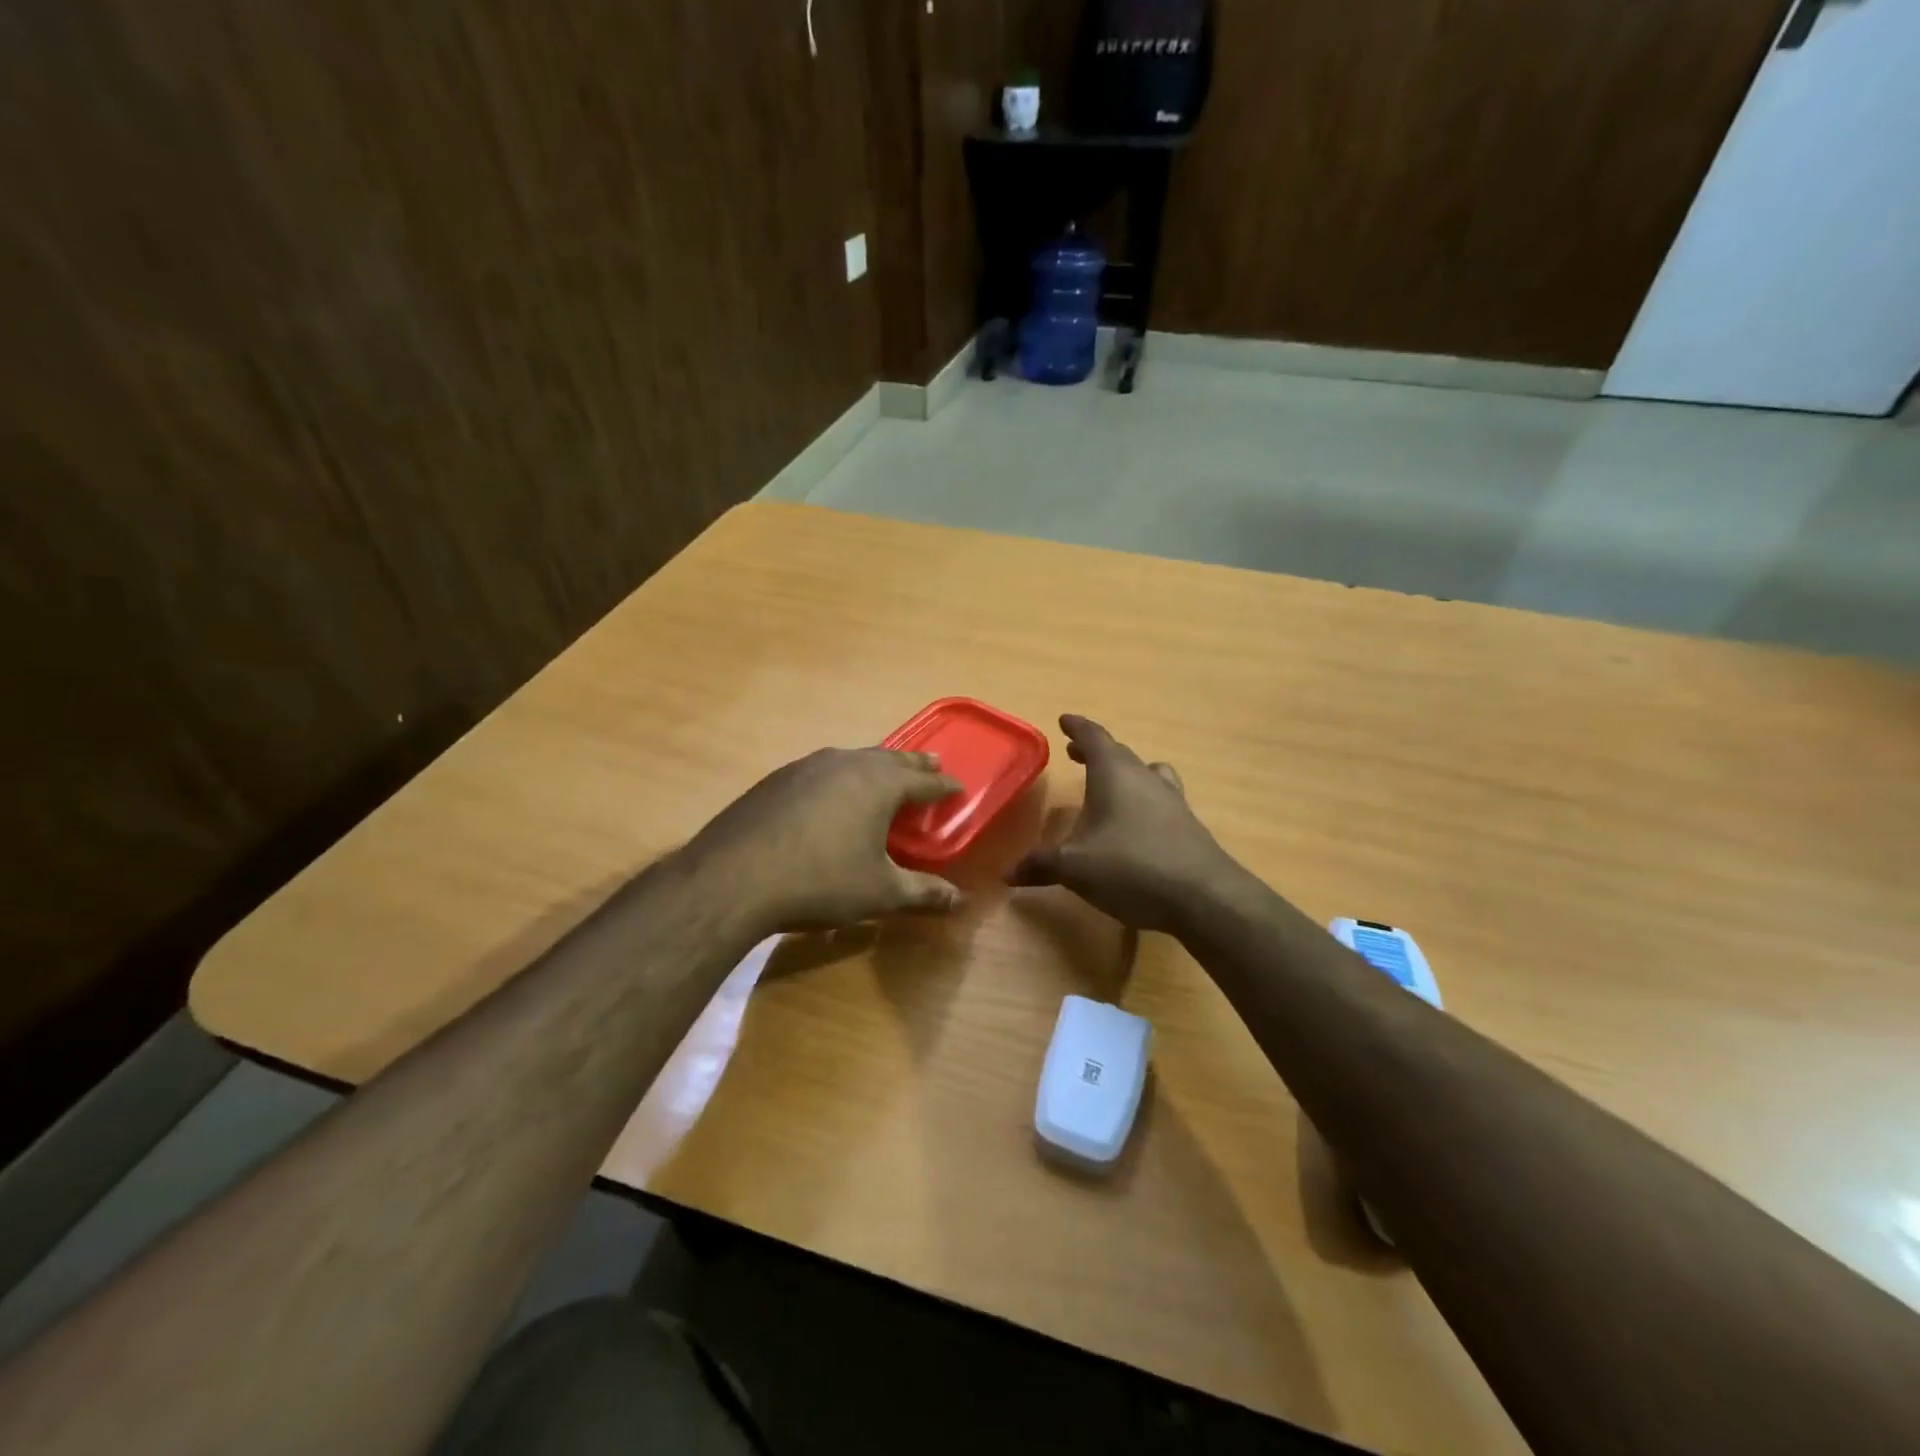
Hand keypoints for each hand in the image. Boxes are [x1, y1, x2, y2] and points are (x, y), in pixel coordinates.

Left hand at [684, 747, 964, 933]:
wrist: (734, 878)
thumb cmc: (820, 882)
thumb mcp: (879, 893)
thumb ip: (922, 893)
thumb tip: (958, 901)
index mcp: (878, 784)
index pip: (924, 782)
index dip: (945, 786)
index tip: (959, 788)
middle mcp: (846, 764)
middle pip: (890, 758)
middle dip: (914, 764)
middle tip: (933, 764)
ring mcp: (807, 767)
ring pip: (853, 758)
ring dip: (876, 764)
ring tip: (885, 772)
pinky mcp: (777, 779)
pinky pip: (822, 769)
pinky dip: (841, 775)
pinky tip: (831, 792)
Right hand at [1008, 715, 1238, 933]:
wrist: (1203, 897)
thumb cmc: (1131, 867)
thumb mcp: (1075, 867)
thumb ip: (1040, 865)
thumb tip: (1007, 873)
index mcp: (1114, 774)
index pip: (1094, 737)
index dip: (1077, 728)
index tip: (1065, 720)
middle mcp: (1144, 778)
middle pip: (1119, 754)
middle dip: (1095, 751)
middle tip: (1075, 754)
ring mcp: (1171, 800)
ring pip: (1146, 773)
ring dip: (1124, 773)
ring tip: (1110, 784)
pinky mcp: (1187, 825)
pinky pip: (1160, 799)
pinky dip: (1143, 800)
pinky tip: (1136, 824)